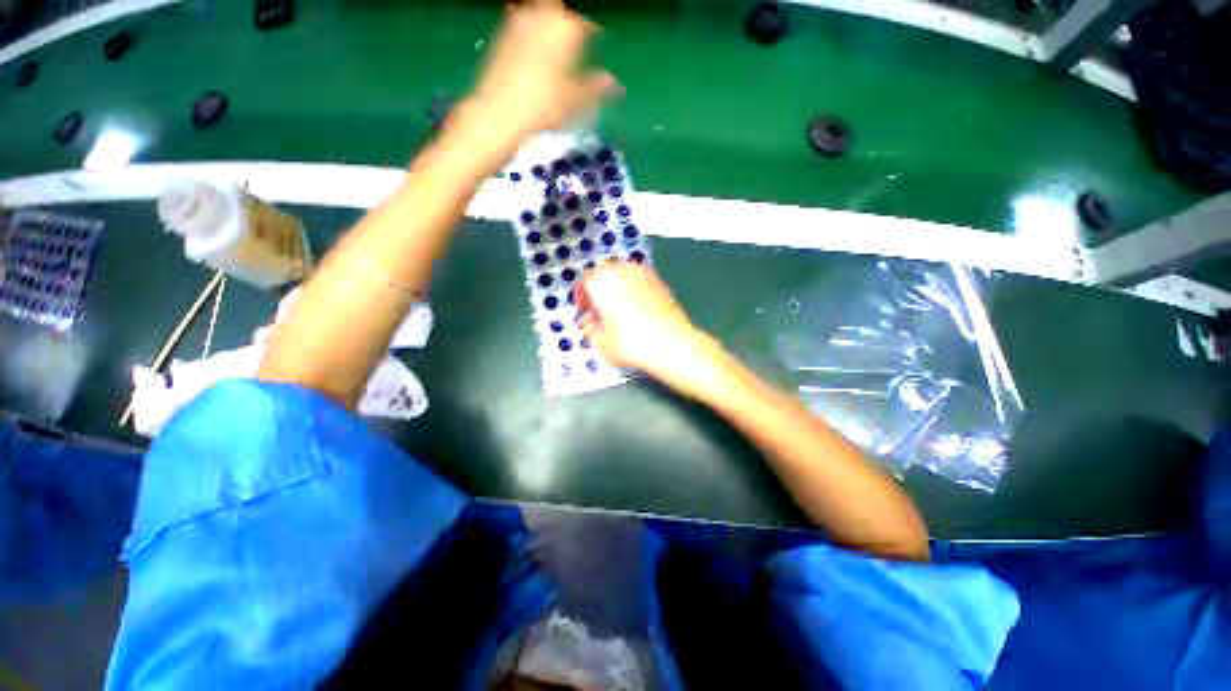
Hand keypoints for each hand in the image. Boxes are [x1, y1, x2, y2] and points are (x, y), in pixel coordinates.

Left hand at [466, 0, 619, 143]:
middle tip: (574, 34)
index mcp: (565, 28)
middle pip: (559, 10)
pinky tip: (532, 44)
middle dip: (568, 21)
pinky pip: (521, 20)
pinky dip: (530, 27)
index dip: (593, 30)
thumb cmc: (543, 106)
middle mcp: (542, 16)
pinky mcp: (501, 34)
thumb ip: (595, 87)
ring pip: (539, 12)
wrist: (500, 112)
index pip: (585, 23)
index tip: (597, 36)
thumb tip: (615, 84)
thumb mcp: (575, 101)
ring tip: (554, 35)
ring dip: (548, 20)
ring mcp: (519, 22)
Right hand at [576, 261, 726, 394]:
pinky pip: (640, 281)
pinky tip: (637, 311)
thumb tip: (588, 321)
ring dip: (617, 287)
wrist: (673, 344)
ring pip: (623, 274)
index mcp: (602, 280)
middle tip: (600, 310)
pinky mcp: (661, 282)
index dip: (582, 296)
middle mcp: (622, 270)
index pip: (585, 280)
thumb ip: (588, 328)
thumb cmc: (630, 343)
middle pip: (604, 272)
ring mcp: (644, 273)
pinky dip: (634, 290)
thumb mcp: (600, 341)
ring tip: (619, 310)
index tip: (585, 311)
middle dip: (599, 289)